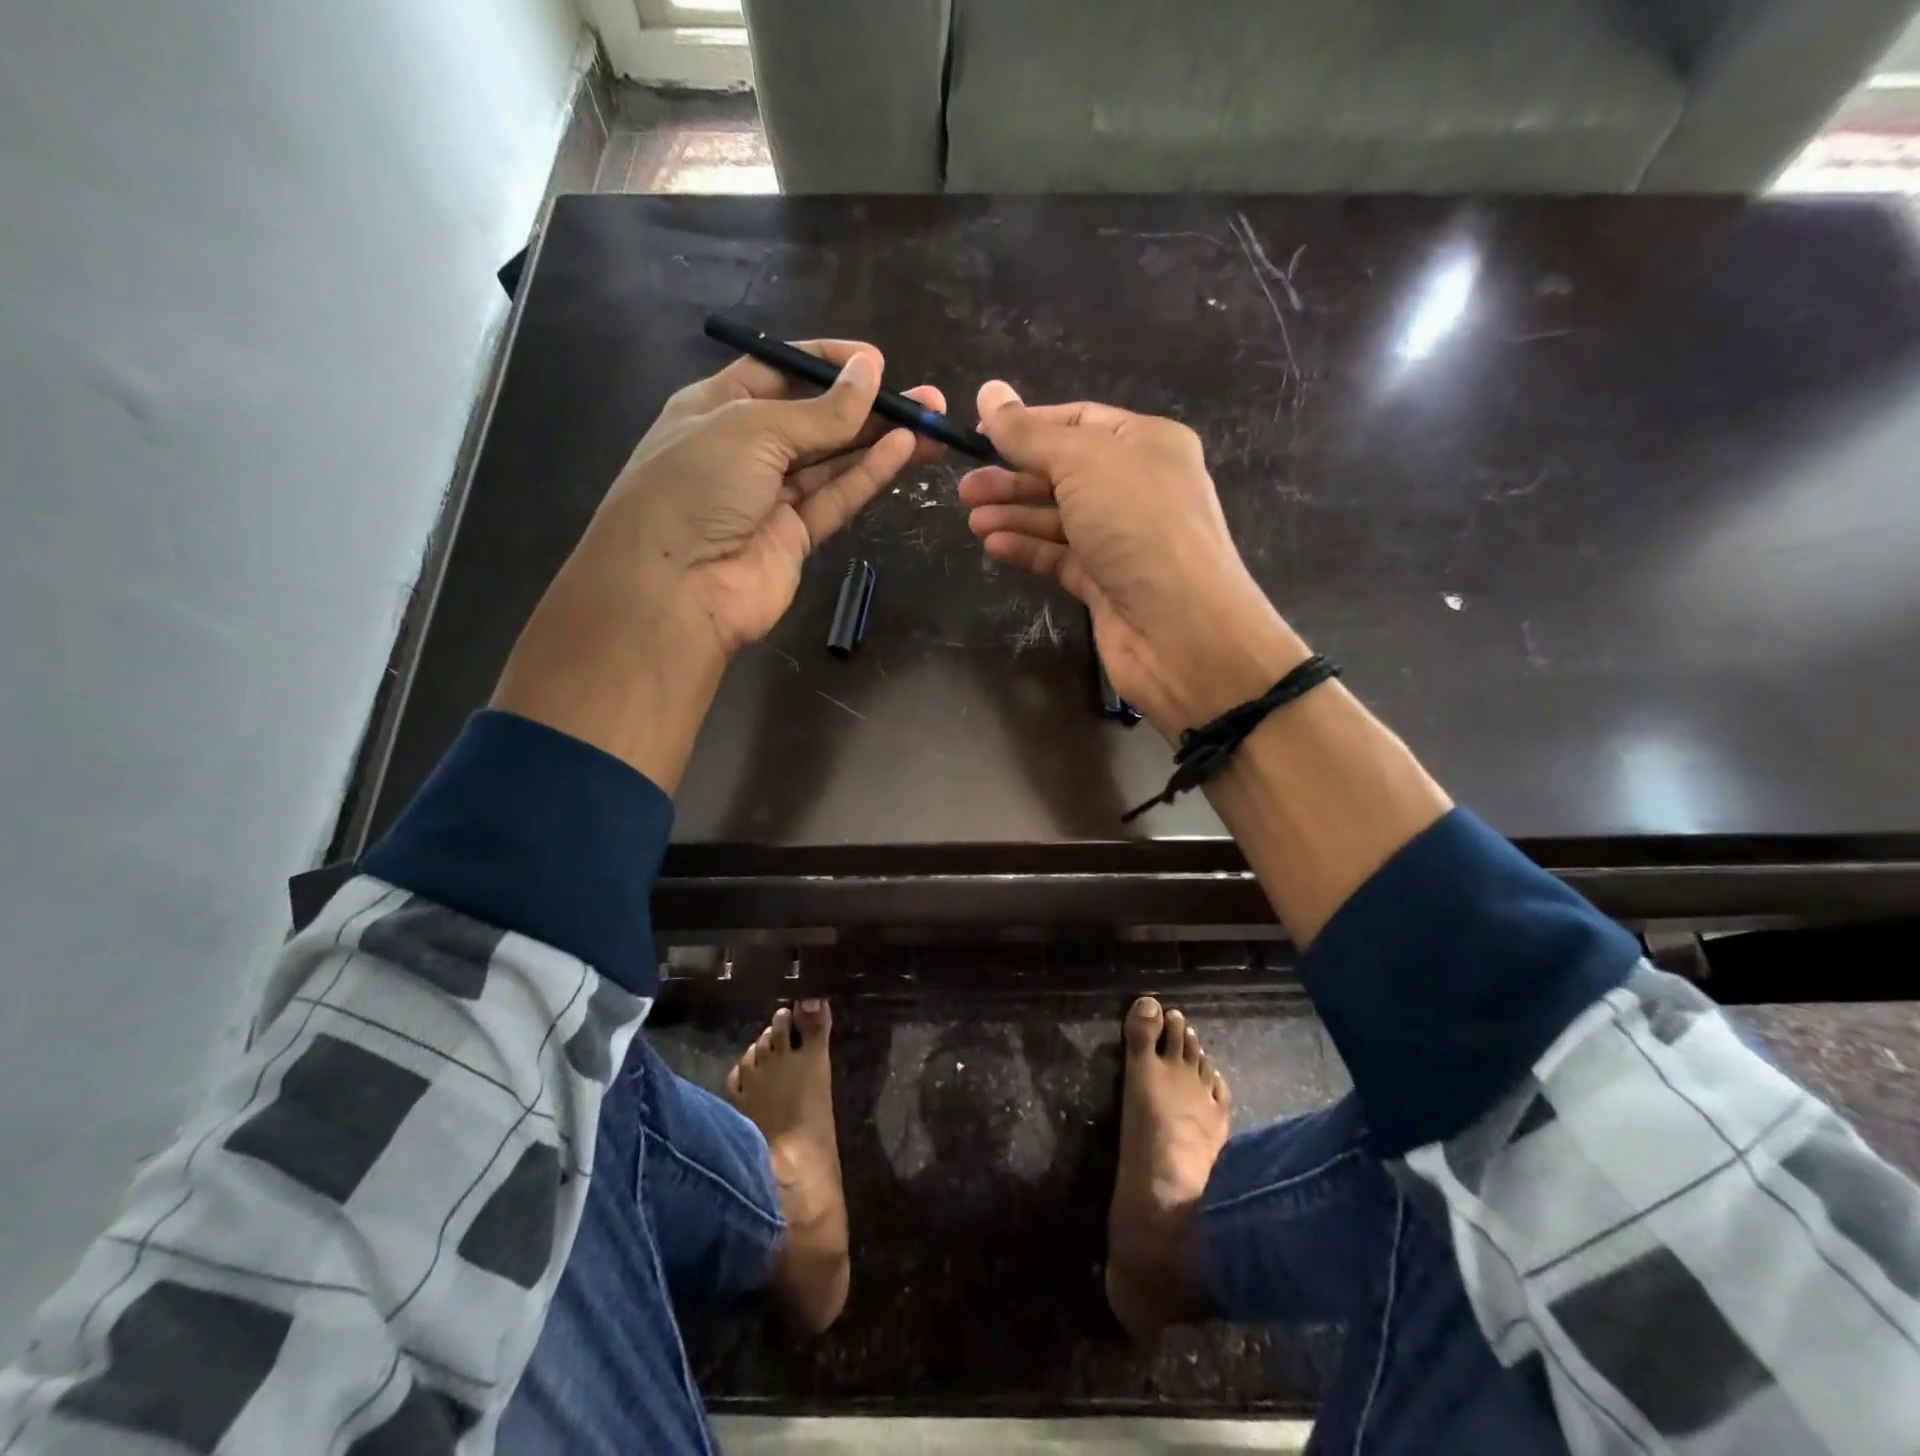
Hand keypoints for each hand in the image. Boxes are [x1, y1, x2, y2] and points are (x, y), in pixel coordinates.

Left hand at [587, 341, 945, 654]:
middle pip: (815, 419)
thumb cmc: (697, 486)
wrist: (675, 588)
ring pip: (833, 460)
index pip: (779, 372)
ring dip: (879, 440)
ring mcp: (771, 497)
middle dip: (867, 406)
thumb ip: (819, 411)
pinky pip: (836, 497)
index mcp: (718, 407)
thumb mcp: (753, 429)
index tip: (876, 362)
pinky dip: (868, 475)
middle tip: (924, 397)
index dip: (828, 363)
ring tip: (931, 422)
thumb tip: (870, 370)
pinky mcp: (795, 537)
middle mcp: (745, 449)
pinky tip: (903, 449)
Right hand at [960, 382, 1306, 736]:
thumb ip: (1030, 433)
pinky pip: (1060, 557)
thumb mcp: (1082, 461)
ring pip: (1058, 518)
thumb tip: (988, 392)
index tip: (979, 435)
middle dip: (1013, 477)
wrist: (1181, 629)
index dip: (1028, 425)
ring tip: (972, 518)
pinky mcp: (1106, 583)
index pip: (1078, 420)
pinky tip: (994, 546)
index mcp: (1146, 443)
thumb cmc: (1138, 525)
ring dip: (1014, 515)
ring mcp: (1122, 539)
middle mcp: (1137, 487)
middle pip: (1063, 472)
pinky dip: (1028, 549)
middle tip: (966, 488)